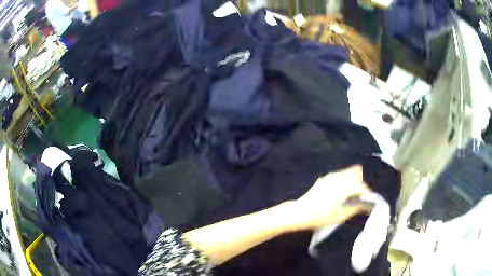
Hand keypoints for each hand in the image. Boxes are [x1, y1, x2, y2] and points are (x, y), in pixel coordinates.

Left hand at [292, 165, 370, 229]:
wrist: (299, 213)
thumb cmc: (321, 217)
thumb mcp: (341, 215)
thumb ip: (357, 208)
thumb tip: (368, 205)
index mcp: (344, 186)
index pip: (362, 186)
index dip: (368, 193)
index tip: (370, 201)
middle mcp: (339, 177)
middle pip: (357, 172)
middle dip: (362, 182)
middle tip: (362, 195)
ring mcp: (330, 176)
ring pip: (348, 172)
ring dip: (354, 180)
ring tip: (354, 194)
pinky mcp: (325, 178)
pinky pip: (340, 175)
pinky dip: (345, 180)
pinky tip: (343, 192)